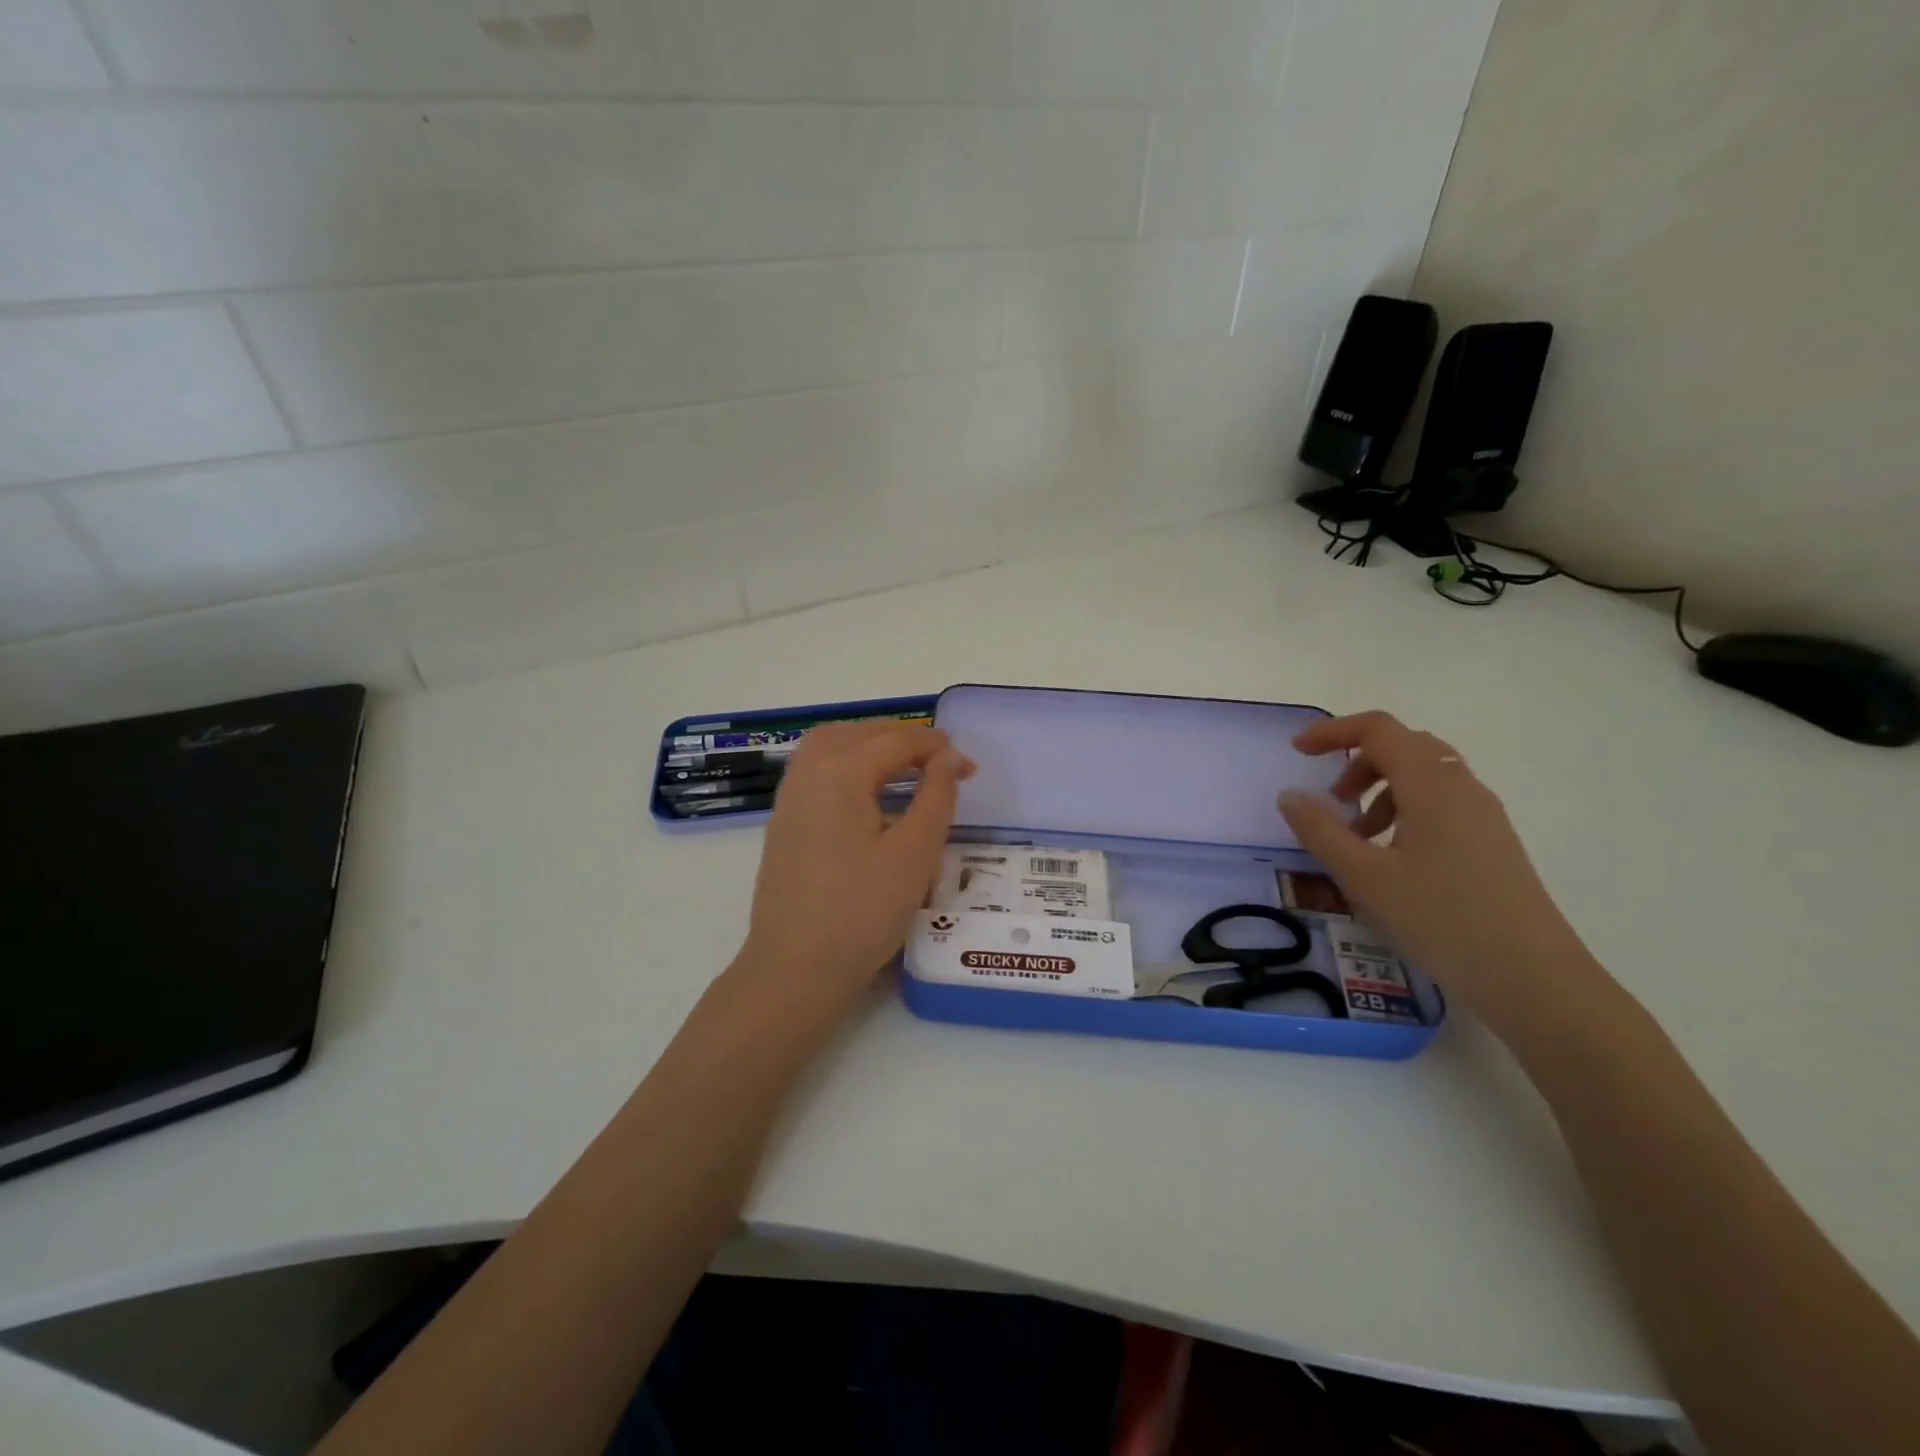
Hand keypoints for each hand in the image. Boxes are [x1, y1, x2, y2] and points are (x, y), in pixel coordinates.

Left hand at [733, 722, 973, 1010]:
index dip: (937, 749)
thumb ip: (936, 797)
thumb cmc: (861, 913)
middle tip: (943, 760)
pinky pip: (817, 769)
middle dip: (905, 738)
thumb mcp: (914, 855)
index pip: (895, 741)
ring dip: (872, 744)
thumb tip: (948, 758)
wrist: (794, 970)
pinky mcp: (784, 821)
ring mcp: (789, 797)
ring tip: (908, 764)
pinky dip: (849, 762)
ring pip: (832, 744)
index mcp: (839, 772)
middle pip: (861, 734)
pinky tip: (870, 791)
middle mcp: (808, 772)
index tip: (970, 769)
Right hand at [1278, 711, 1608, 1030]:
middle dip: (1358, 762)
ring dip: (1380, 790)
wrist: (1534, 980)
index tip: (1297, 752)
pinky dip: (1404, 812)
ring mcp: (1484, 816)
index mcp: (1431, 784)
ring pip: (1423, 777)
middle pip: (1404, 746)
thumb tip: (1290, 795)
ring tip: (1356, 837)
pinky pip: (1440, 804)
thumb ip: (1320, 831)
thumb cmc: (1442, 919)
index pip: (1378, 729)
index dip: (1333, 731)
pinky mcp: (1493, 843)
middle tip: (1330, 800)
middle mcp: (1462, 787)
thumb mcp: (1364, 876)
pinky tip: (1391, 859)